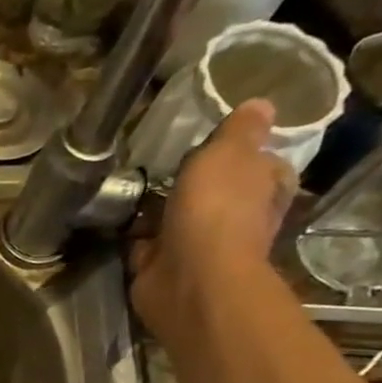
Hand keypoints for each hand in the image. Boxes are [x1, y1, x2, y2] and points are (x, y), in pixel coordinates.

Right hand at [130, 98, 297, 336]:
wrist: (188, 277)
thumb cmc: (218, 209)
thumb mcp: (231, 152)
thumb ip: (241, 129)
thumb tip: (261, 105)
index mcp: (266, 189)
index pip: (262, 165)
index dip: (242, 153)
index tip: (213, 143)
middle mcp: (237, 219)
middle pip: (216, 193)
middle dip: (193, 183)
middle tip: (163, 163)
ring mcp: (198, 246)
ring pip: (178, 219)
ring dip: (158, 210)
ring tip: (130, 186)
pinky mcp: (162, 266)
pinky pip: (146, 244)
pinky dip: (134, 235)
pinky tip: (115, 218)